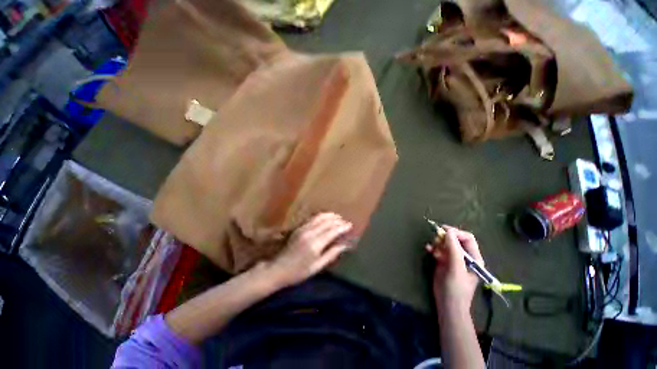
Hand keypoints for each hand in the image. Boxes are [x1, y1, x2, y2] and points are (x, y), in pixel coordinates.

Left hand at [267, 212, 352, 287]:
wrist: (278, 269)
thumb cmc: (299, 272)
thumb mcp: (317, 266)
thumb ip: (332, 254)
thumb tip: (345, 245)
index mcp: (315, 244)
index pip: (333, 231)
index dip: (342, 227)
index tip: (350, 225)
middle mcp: (310, 233)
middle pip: (327, 222)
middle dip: (338, 220)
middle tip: (345, 222)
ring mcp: (303, 228)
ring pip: (320, 217)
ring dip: (330, 216)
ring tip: (338, 217)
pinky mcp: (299, 227)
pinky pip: (313, 218)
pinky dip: (322, 216)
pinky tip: (326, 217)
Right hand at [426, 225, 483, 312]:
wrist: (447, 304)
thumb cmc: (456, 288)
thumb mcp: (456, 268)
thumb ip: (454, 250)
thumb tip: (448, 232)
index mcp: (473, 258)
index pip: (467, 238)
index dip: (456, 232)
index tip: (443, 230)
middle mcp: (464, 256)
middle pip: (455, 239)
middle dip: (445, 237)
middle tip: (436, 239)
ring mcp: (453, 259)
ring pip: (445, 243)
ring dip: (438, 243)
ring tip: (432, 247)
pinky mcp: (443, 262)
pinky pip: (438, 250)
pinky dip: (433, 248)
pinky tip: (428, 250)